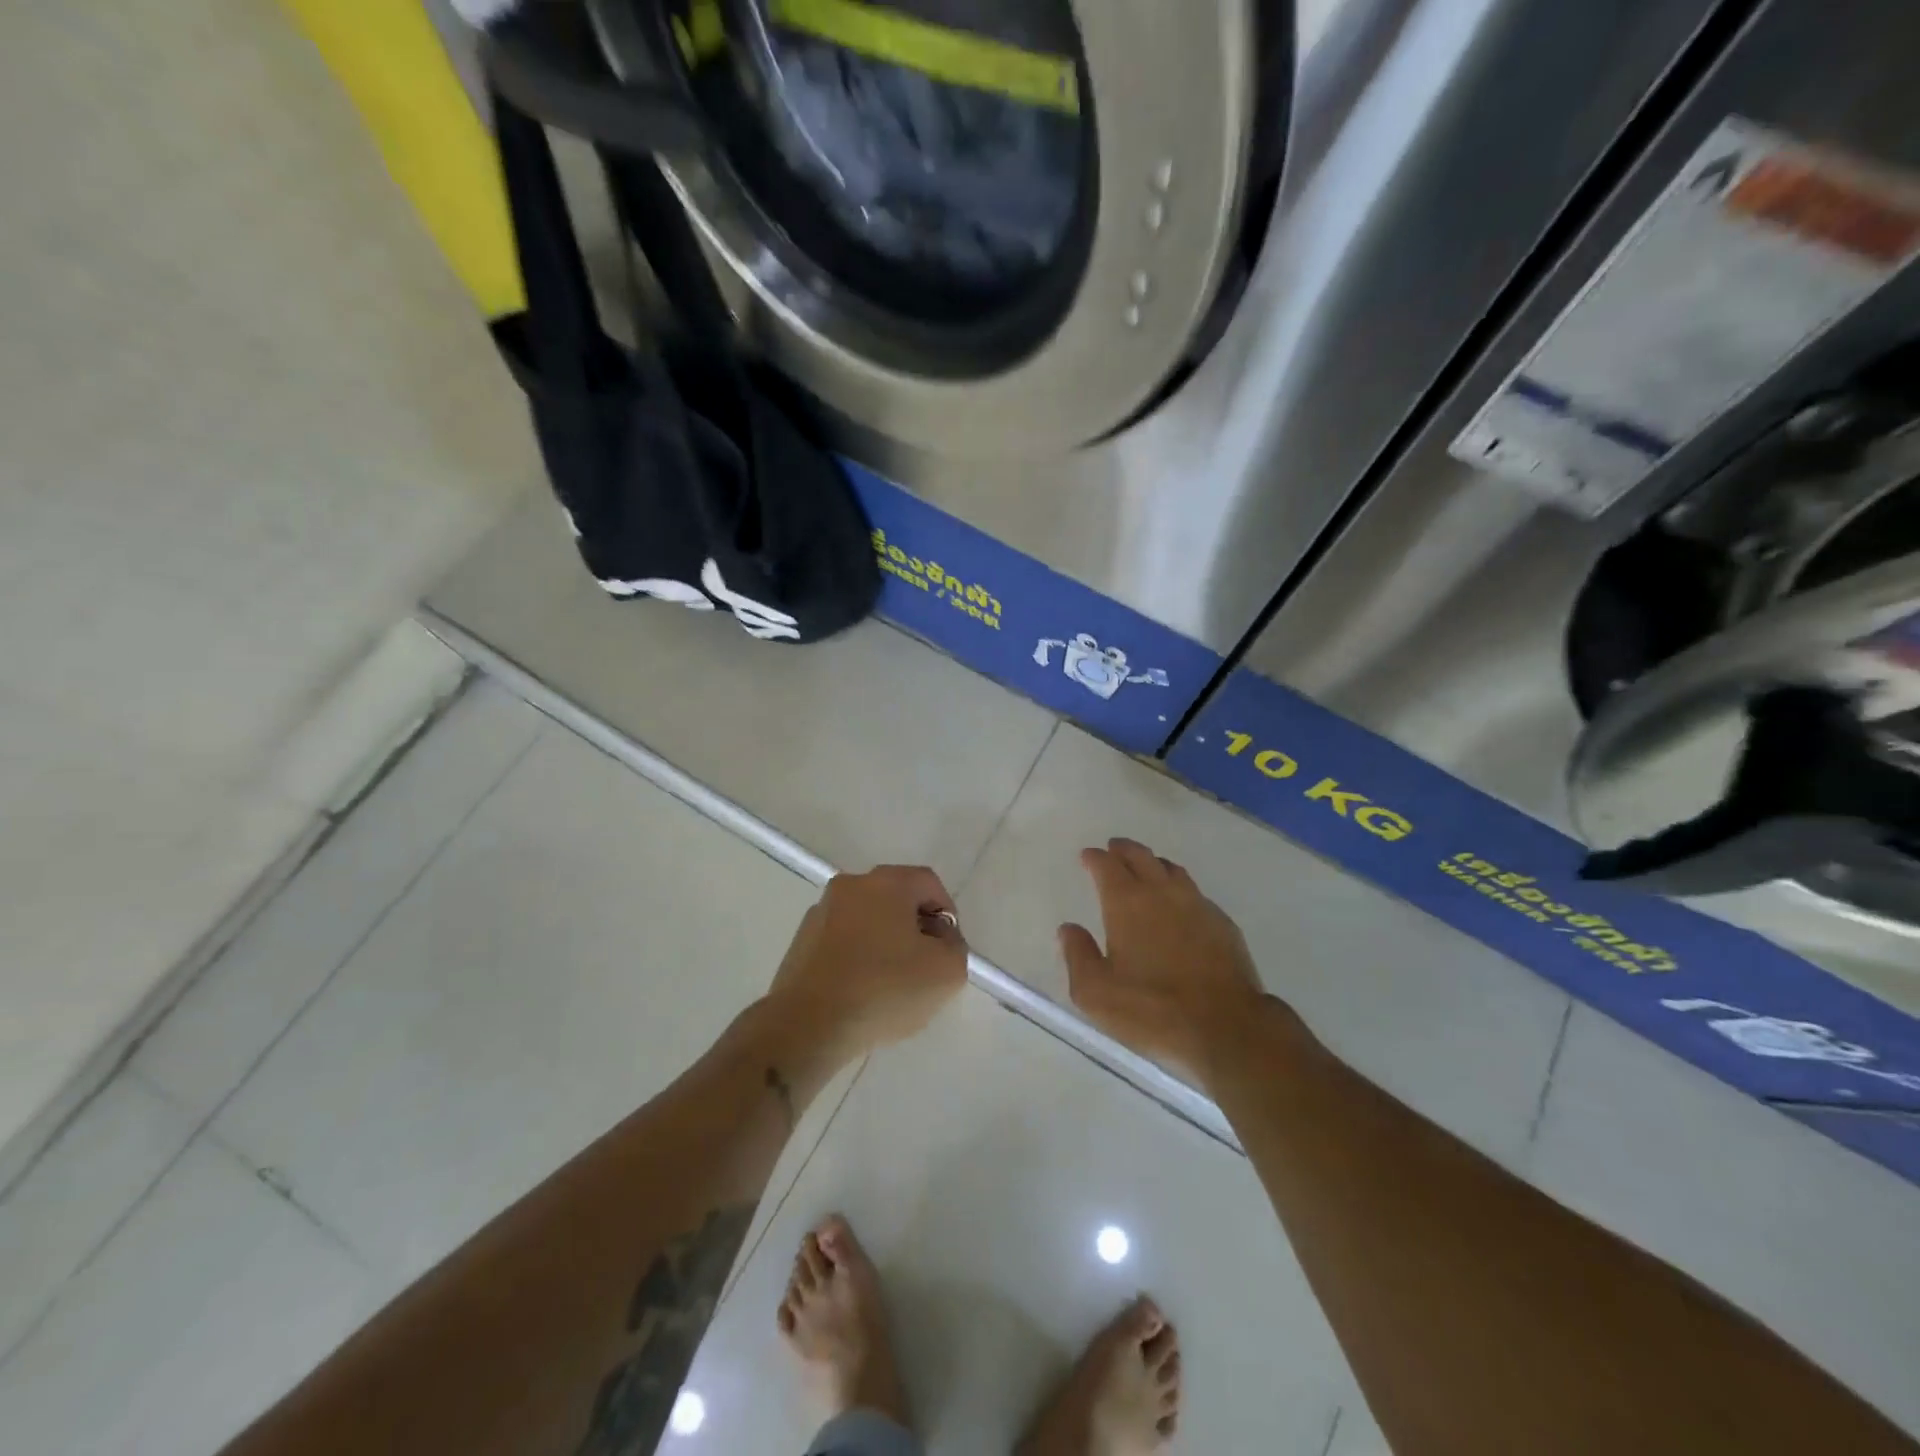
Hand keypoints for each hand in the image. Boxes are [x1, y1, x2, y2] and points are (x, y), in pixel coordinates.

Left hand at [768, 865, 968, 1058]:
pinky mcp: (801, 940)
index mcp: (886, 882)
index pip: (929, 884)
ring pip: (867, 919)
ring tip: (890, 984)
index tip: (946, 950)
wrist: (808, 1024)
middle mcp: (851, 885)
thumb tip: (939, 938)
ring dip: (884, 942)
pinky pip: (842, 940)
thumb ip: (955, 946)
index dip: (946, 915)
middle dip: (915, 928)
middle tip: (923, 966)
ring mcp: (821, 911)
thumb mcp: (947, 972)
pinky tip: (860, 991)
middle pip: (896, 898)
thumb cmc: (884, 989)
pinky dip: (856, 956)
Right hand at [1060, 838, 1277, 1082]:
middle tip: (1114, 849)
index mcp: (1126, 903)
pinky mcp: (1223, 923)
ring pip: (1172, 870)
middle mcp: (1161, 893)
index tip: (1088, 856)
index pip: (1107, 866)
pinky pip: (1196, 893)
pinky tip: (1180, 905)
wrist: (1226, 1026)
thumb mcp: (1096, 992)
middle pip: (1141, 856)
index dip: (1095, 858)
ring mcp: (1197, 905)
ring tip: (1146, 868)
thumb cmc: (1152, 1009)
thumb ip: (1078, 955)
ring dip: (1154, 864)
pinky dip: (1180, 890)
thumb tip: (1069, 929)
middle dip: (1123, 850)